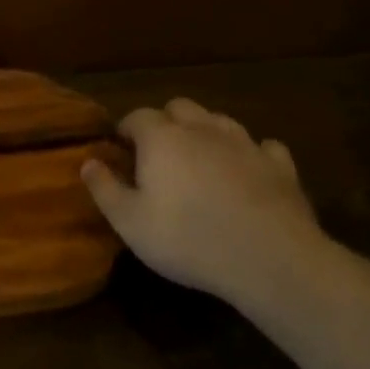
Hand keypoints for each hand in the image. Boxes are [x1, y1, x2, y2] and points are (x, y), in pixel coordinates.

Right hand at [82, 99, 328, 304]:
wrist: (271, 260)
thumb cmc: (188, 239)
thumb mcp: (129, 222)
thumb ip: (104, 188)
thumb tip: (88, 162)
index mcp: (161, 138)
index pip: (136, 116)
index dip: (126, 130)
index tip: (120, 150)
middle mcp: (202, 129)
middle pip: (179, 107)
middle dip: (166, 122)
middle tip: (158, 153)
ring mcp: (245, 144)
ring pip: (220, 120)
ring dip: (206, 132)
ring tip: (200, 159)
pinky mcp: (281, 166)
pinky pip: (263, 147)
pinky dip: (251, 154)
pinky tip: (247, 172)